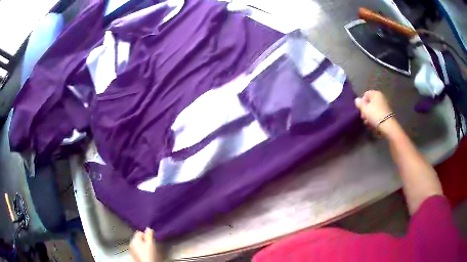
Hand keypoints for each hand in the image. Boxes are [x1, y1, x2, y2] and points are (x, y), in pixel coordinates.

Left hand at [129, 228, 163, 261]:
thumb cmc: (148, 254)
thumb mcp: (150, 244)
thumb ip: (149, 235)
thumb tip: (148, 228)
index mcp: (134, 239)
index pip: (139, 232)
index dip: (146, 235)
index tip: (150, 240)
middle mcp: (131, 243)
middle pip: (138, 238)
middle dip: (144, 240)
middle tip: (150, 245)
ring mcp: (131, 249)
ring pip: (137, 244)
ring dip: (142, 245)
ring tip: (148, 250)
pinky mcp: (133, 254)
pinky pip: (136, 249)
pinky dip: (140, 250)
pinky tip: (145, 253)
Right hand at [354, 90, 396, 136]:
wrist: (388, 126)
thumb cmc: (375, 115)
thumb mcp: (364, 109)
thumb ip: (359, 104)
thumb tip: (357, 100)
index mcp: (376, 94)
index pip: (366, 94)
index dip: (362, 102)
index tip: (360, 109)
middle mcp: (381, 98)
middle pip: (370, 103)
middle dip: (365, 111)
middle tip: (363, 118)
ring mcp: (384, 107)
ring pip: (374, 111)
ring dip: (369, 117)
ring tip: (367, 123)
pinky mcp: (387, 115)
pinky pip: (378, 116)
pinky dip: (375, 120)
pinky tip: (372, 126)